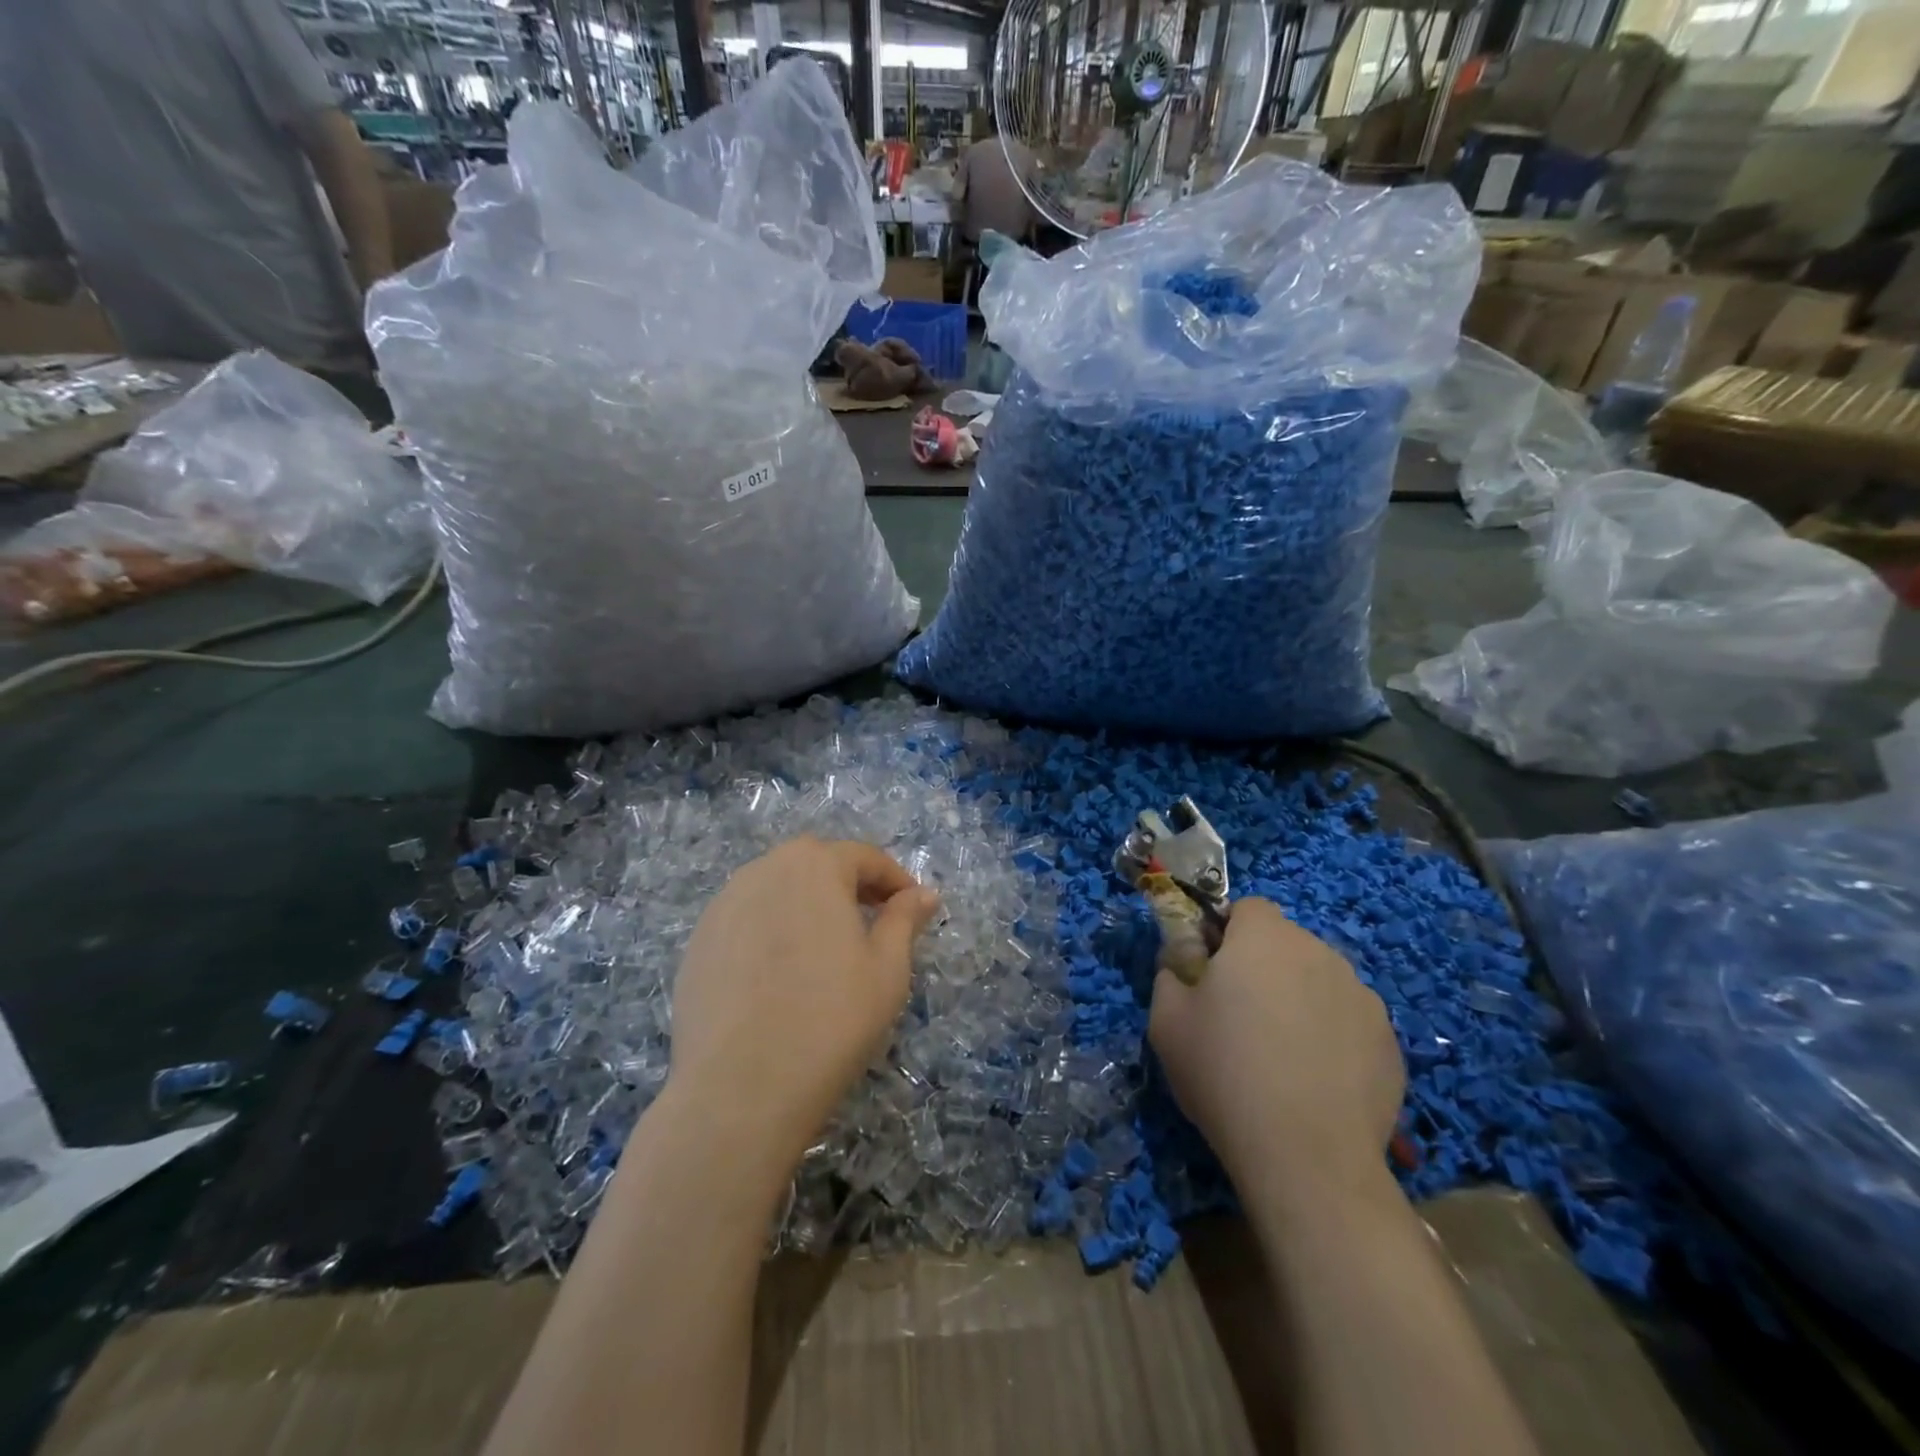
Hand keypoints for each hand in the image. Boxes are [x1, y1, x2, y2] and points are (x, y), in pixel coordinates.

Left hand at [667, 837, 940, 1182]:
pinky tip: (780, 975)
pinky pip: (747, 920)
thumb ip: (904, 919)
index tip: (912, 909)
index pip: (864, 857)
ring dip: (807, 905)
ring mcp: (723, 905)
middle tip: (871, 924)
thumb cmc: (830, 1019)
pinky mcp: (698, 942)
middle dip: (848, 885)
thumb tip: (924, 894)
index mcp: (814, 866)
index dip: (894, 880)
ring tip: (825, 950)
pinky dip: (771, 931)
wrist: (739, 1088)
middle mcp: (764, 870)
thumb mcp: (887, 968)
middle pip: (816, 864)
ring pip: (777, 889)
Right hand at [1149, 897, 1404, 1204]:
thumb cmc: (1224, 1073)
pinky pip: (1349, 1021)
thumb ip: (1170, 972)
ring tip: (1282, 1055)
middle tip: (1240, 1017)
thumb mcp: (1166, 1020)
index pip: (1248, 907)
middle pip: (1286, 943)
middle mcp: (1320, 952)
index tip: (1212, 973)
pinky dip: (1332, 1037)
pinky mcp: (1390, 1042)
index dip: (1227, 932)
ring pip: (1320, 980)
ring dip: (1299, 999)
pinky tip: (1315, 1081)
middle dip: (1263, 966)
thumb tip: (1183, 962)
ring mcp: (1363, 997)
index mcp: (1264, 938)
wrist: (1307, 1156)